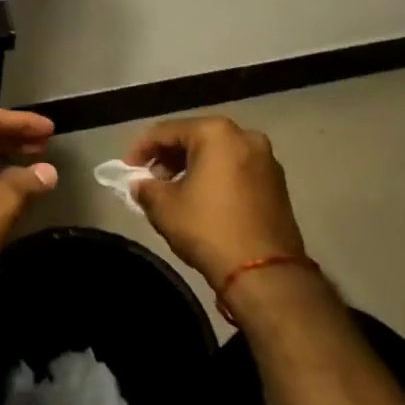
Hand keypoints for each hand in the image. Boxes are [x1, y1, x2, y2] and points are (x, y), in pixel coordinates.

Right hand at [124, 117, 308, 290]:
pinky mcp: (277, 184)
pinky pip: (236, 169)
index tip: (127, 169)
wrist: (265, 273)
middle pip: (195, 137)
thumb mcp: (164, 207)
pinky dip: (215, 176)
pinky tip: (201, 199)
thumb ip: (146, 188)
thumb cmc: (209, 229)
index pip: (166, 131)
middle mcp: (245, 136)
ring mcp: (266, 160)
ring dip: (192, 166)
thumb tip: (140, 185)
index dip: (141, 148)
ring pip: (218, 153)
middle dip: (169, 156)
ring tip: (173, 190)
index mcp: (216, 133)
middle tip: (150, 179)